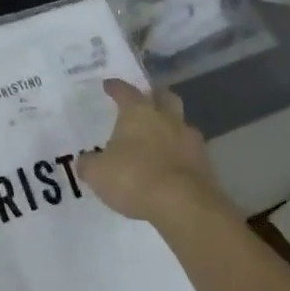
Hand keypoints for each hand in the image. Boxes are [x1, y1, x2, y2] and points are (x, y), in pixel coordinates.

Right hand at [81, 81, 233, 228]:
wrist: (184, 205)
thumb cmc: (134, 178)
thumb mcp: (98, 173)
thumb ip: (89, 164)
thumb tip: (84, 161)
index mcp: (138, 112)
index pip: (125, 90)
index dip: (115, 87)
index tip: (109, 85)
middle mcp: (165, 117)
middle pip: (163, 96)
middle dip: (155, 96)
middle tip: (146, 101)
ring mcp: (189, 139)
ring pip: (181, 122)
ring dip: (172, 125)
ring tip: (161, 136)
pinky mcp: (205, 162)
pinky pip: (191, 150)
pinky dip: (182, 153)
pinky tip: (173, 164)